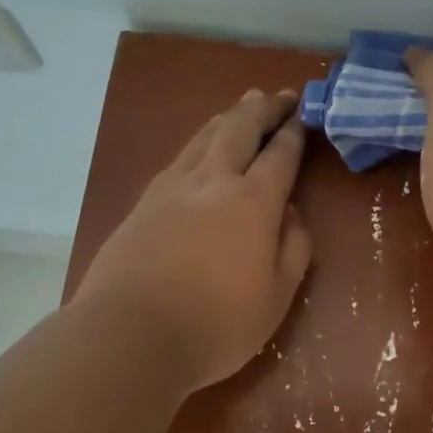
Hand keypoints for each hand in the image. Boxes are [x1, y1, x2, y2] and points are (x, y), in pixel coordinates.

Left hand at [72, 89, 313, 391]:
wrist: (129, 337)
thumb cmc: (216, 325)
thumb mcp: (277, 297)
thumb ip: (293, 249)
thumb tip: (291, 214)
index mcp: (252, 203)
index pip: (280, 155)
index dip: (294, 132)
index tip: (303, 114)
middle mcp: (212, 182)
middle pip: (239, 129)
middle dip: (262, 108)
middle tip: (278, 96)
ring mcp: (171, 188)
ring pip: (204, 137)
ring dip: (228, 117)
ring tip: (242, 107)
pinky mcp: (142, 203)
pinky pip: (179, 158)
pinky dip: (199, 142)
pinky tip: (200, 149)